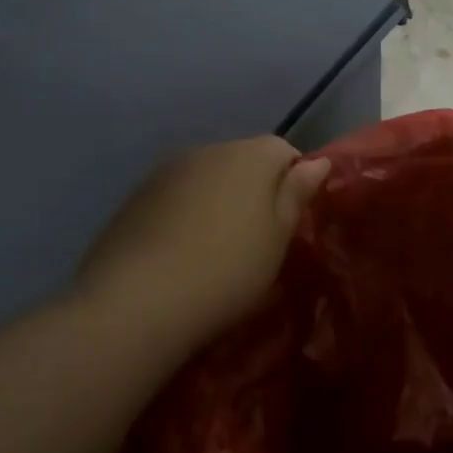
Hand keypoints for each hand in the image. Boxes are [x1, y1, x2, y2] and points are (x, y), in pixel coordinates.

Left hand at [72, 136, 329, 351]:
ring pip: (207, 178)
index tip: (290, 222)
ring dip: (218, 202)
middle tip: (257, 240)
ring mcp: (166, 171)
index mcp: (250, 156)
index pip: (284, 151)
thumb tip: (317, 162)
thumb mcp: (278, 238)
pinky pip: (175, 197)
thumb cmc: (227, 270)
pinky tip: (180, 254)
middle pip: (243, 161)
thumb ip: (296, 194)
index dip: (293, 182)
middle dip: (255, 190)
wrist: (136, 303)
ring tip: (216, 250)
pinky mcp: (135, 197)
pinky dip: (185, 215)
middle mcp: (207, 150)